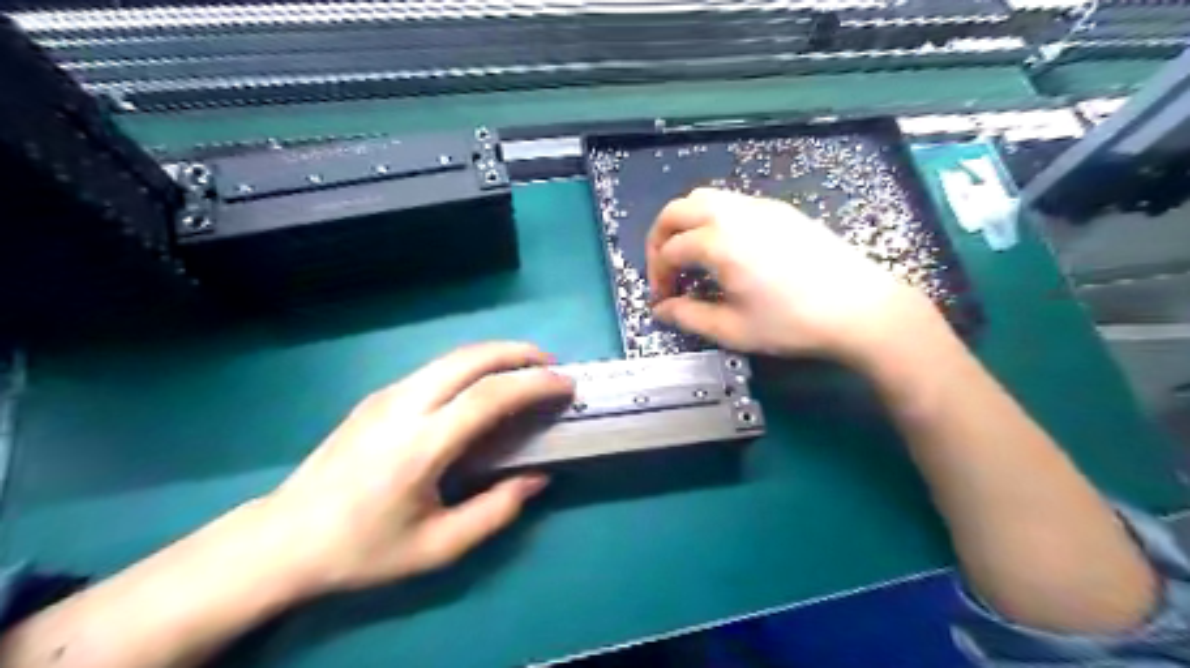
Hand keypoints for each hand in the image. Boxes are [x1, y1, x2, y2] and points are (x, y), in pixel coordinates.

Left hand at [262, 343, 576, 597]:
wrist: (284, 538)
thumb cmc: (364, 549)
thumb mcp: (438, 548)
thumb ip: (496, 511)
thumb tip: (538, 478)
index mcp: (420, 445)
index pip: (489, 396)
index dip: (534, 385)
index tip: (567, 385)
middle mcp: (404, 406)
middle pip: (472, 358)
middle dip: (519, 353)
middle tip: (552, 366)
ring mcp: (387, 395)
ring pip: (453, 356)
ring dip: (497, 354)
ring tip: (526, 370)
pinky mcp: (378, 396)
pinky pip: (437, 368)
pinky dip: (473, 365)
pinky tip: (484, 386)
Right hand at [647, 185, 943, 364]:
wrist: (859, 308)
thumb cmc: (791, 323)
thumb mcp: (732, 329)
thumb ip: (688, 316)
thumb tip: (661, 309)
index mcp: (718, 242)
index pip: (669, 250)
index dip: (658, 275)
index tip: (664, 301)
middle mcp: (734, 213)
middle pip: (677, 210)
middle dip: (660, 238)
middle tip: (665, 269)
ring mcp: (760, 206)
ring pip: (705, 198)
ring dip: (686, 224)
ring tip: (691, 257)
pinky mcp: (781, 210)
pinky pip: (732, 202)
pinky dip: (713, 219)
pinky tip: (726, 250)